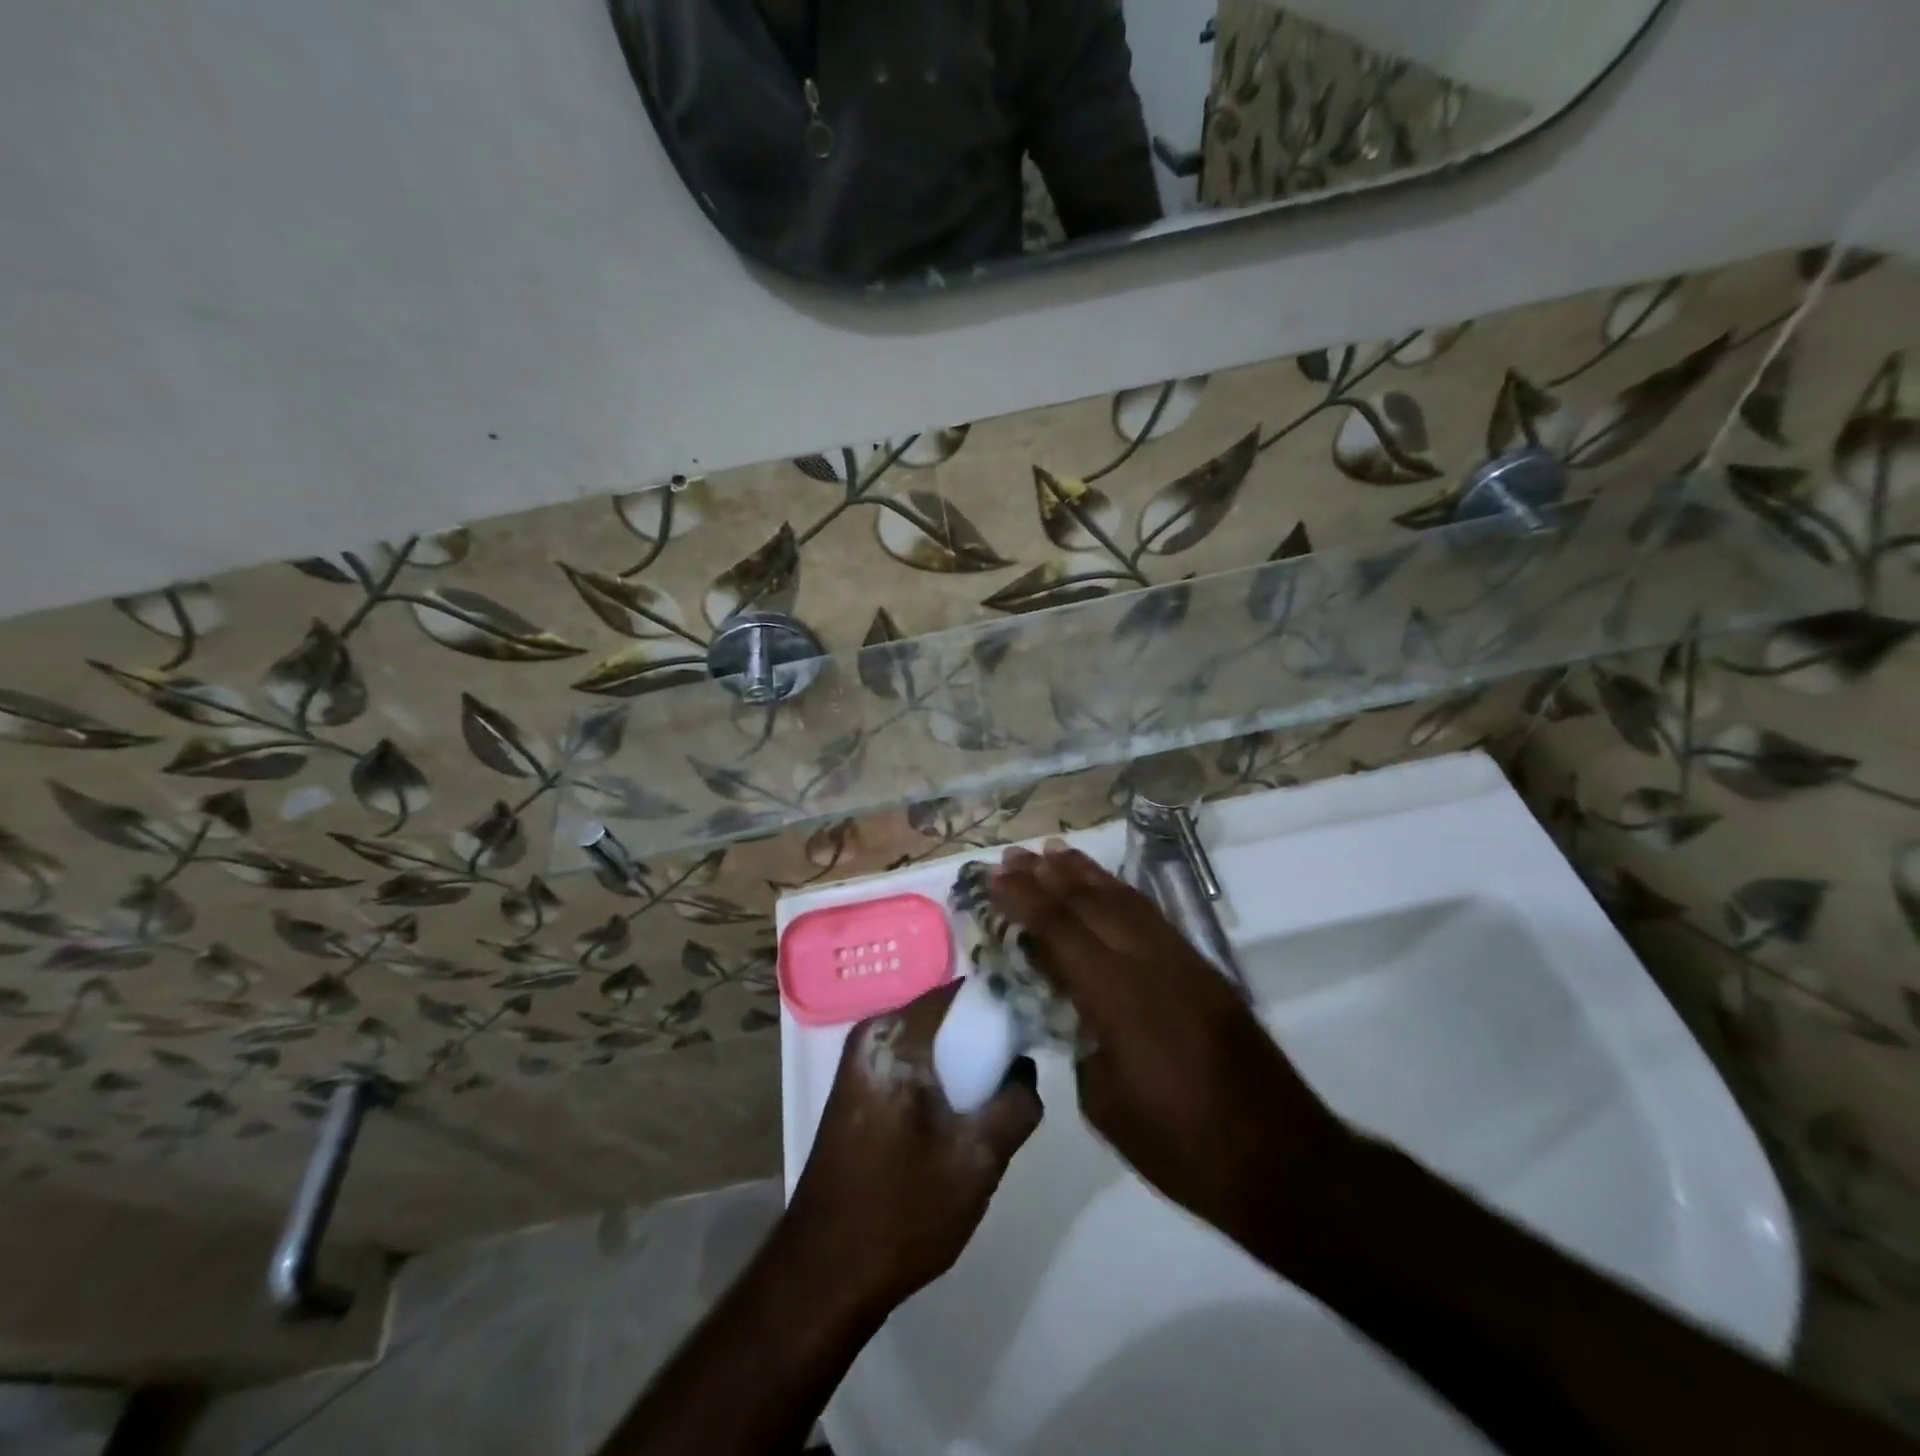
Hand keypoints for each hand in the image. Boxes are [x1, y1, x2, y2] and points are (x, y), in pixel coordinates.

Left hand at [786, 982, 1042, 1312]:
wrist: (824, 1275)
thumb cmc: (901, 1211)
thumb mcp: (977, 1161)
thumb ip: (1016, 1105)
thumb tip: (1024, 1067)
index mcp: (894, 1036)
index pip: (961, 992)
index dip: (1002, 1004)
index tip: (1034, 1027)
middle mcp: (872, 1036)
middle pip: (946, 1016)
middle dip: (985, 1039)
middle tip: (1018, 1075)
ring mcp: (861, 1063)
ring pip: (932, 1044)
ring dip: (965, 1065)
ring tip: (996, 1101)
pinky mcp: (861, 1091)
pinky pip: (915, 1065)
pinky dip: (942, 1081)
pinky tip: (961, 1119)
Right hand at [990, 843, 1349, 1248]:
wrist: (1282, 1160)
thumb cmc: (1182, 1147)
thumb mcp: (1106, 1104)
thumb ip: (1081, 1042)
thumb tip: (1070, 1008)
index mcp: (1120, 1000)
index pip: (1061, 932)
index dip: (1024, 901)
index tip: (995, 877)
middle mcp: (1151, 966)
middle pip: (1091, 905)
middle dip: (1048, 877)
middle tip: (1014, 856)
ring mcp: (1182, 962)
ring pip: (1126, 901)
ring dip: (1085, 874)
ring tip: (1052, 852)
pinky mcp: (1203, 970)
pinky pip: (1152, 917)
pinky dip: (1121, 893)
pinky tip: (1105, 888)